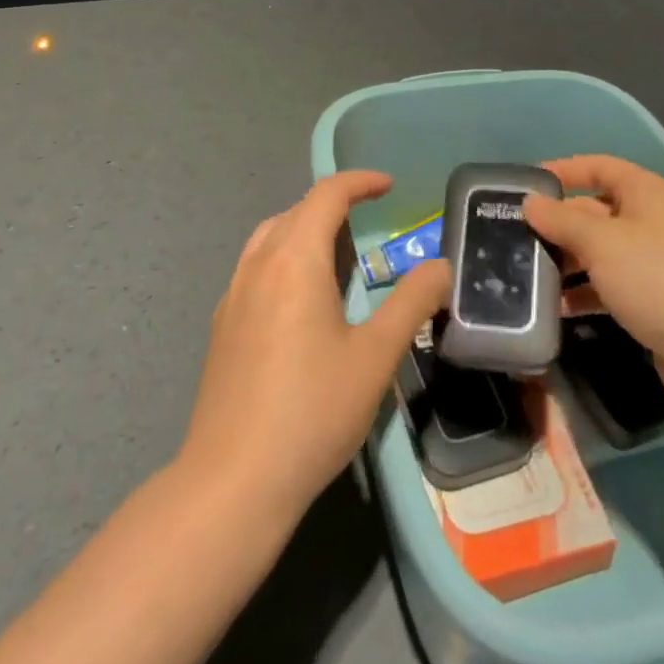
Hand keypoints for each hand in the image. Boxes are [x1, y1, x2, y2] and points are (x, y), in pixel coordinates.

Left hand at [179, 171, 450, 520]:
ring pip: (270, 238)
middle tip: (369, 223)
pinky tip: (301, 301)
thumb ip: (411, 303)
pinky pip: (255, 267)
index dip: (359, 182)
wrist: (233, 480)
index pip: (326, 196)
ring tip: (337, 255)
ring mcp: (233, 295)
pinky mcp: (222, 325)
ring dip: (304, 229)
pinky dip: (283, 258)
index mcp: (295, 259)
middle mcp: (258, 264)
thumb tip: (441, 266)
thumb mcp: (376, 356)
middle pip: (295, 211)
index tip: (388, 186)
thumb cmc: (312, 411)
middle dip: (333, 205)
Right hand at [524, 155, 663, 412]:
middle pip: (594, 210)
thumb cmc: (656, 279)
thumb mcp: (601, 242)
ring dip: (566, 260)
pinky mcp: (651, 298)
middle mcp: (650, 220)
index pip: (599, 166)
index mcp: (646, 193)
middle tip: (515, 235)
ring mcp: (652, 261)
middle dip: (557, 222)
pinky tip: (555, 306)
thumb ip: (561, 219)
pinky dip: (583, 291)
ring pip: (598, 250)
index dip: (564, 170)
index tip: (526, 186)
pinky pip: (607, 284)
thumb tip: (530, 202)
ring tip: (526, 272)